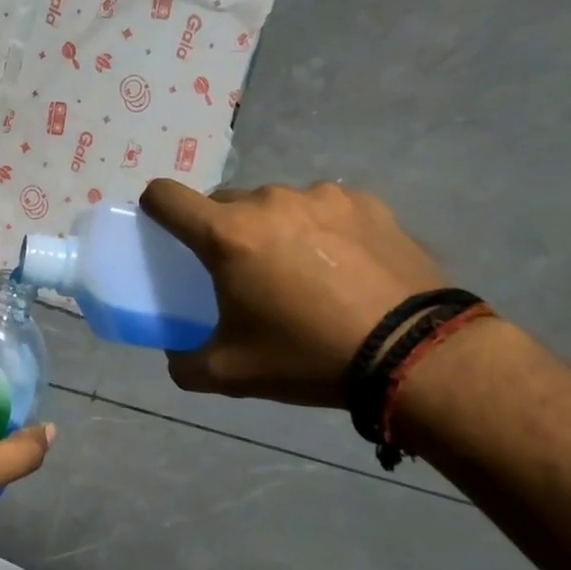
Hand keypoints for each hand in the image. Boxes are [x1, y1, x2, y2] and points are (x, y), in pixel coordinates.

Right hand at [140, 179, 448, 406]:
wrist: (416, 354)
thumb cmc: (308, 357)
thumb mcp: (231, 373)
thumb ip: (185, 362)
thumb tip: (175, 355)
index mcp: (227, 235)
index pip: (165, 196)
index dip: (154, 208)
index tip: (165, 230)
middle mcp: (268, 202)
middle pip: (223, 203)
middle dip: (224, 231)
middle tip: (245, 272)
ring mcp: (320, 196)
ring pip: (275, 205)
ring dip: (274, 229)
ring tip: (304, 272)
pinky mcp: (364, 202)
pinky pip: (323, 208)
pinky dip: (320, 230)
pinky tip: (345, 267)